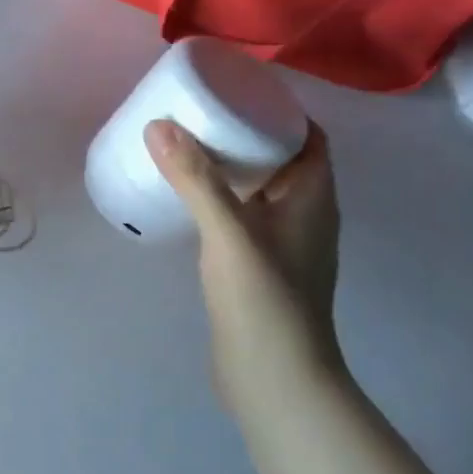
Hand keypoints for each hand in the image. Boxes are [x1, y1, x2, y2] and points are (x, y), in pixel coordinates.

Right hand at [146, 120, 344, 413]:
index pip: (309, 138)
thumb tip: (159, 125)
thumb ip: (196, 179)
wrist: (275, 381)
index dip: (280, 111)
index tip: (236, 92)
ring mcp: (284, 245)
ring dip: (232, 168)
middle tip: (200, 114)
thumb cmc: (264, 300)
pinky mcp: (261, 268)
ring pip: (261, 190)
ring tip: (187, 148)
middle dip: (246, 134)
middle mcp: (305, 216)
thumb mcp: (228, 232)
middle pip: (282, 160)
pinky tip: (188, 200)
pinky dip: (222, 199)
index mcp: (313, 199)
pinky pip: (243, 217)